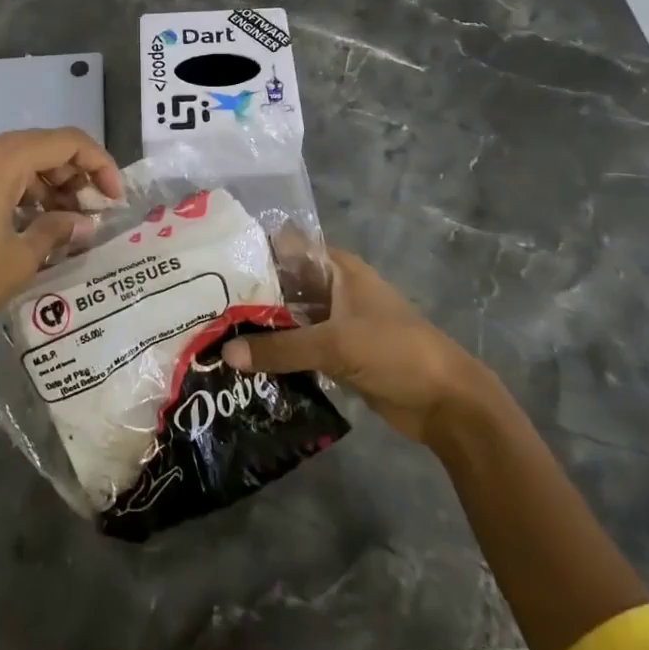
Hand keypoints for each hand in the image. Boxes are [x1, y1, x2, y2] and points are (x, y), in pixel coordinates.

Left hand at [0, 128, 121, 488]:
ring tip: (71, 223)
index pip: (63, 141)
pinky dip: (21, 194)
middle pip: (39, 147)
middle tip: (95, 214)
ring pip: (16, 162)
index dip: (98, 163)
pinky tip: (36, 225)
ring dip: (48, 186)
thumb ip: (58, 230)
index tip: (116, 198)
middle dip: (74, 175)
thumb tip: (85, 223)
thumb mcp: (19, 259)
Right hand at [221, 248, 489, 440]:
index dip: (252, 251)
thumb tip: (225, 354)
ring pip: (288, 319)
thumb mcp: (335, 344)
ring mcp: (335, 323)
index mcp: (337, 269)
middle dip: (248, 295)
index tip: (212, 263)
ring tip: (212, 335)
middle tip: (202, 306)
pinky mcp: (336, 354)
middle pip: (283, 285)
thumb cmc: (395, 351)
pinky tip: (243, 364)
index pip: (286, 247)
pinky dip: (275, 353)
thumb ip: (280, 348)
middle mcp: (333, 289)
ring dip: (259, 328)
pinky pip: (297, 348)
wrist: (446, 402)